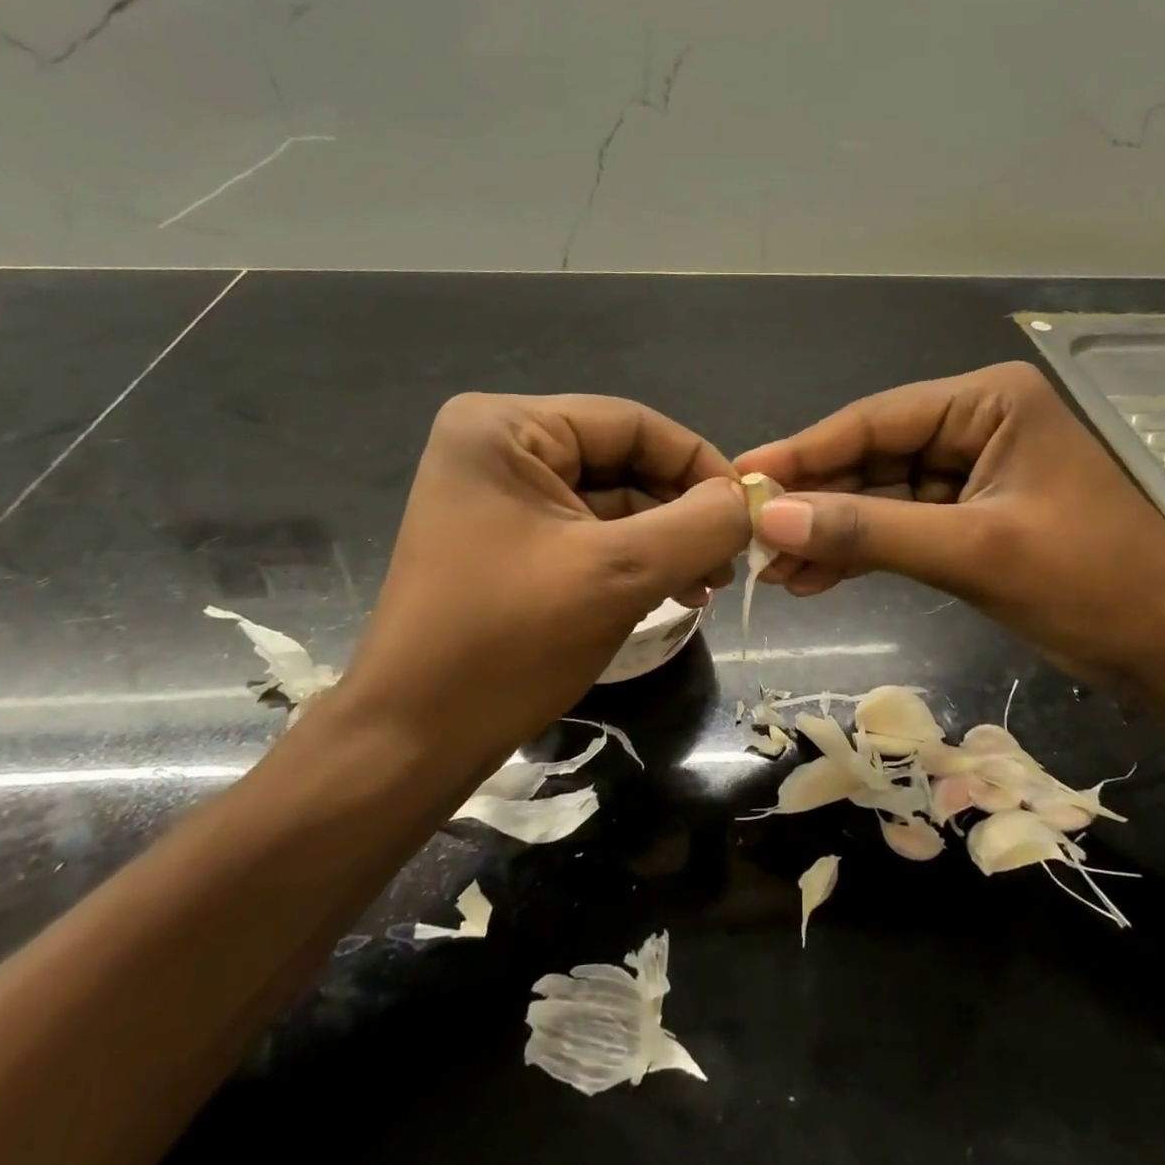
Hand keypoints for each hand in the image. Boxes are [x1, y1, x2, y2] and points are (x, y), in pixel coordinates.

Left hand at [331, 393, 748, 782]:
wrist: (414, 741)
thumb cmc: (508, 643)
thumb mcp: (618, 574)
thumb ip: (699, 525)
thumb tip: (750, 502)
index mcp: (505, 428)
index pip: (632, 423)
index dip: (699, 464)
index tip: (749, 514)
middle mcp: (499, 447)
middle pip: (623, 461)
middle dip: (683, 511)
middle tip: (731, 561)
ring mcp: (502, 496)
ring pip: (613, 501)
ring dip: (666, 540)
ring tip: (707, 586)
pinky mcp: (510, 540)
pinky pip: (591, 534)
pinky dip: (637, 560)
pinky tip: (674, 592)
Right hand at [735, 362, 1164, 682]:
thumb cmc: (1090, 581)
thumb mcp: (973, 551)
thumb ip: (868, 532)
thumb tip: (769, 518)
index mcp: (987, 403)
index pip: (874, 420)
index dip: (804, 452)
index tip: (740, 478)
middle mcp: (975, 426)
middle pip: (871, 458)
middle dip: (814, 503)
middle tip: (748, 535)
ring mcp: (971, 475)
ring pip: (880, 498)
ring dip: (830, 534)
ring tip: (774, 572)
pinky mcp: (969, 520)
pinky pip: (900, 528)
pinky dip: (860, 553)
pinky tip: (814, 578)